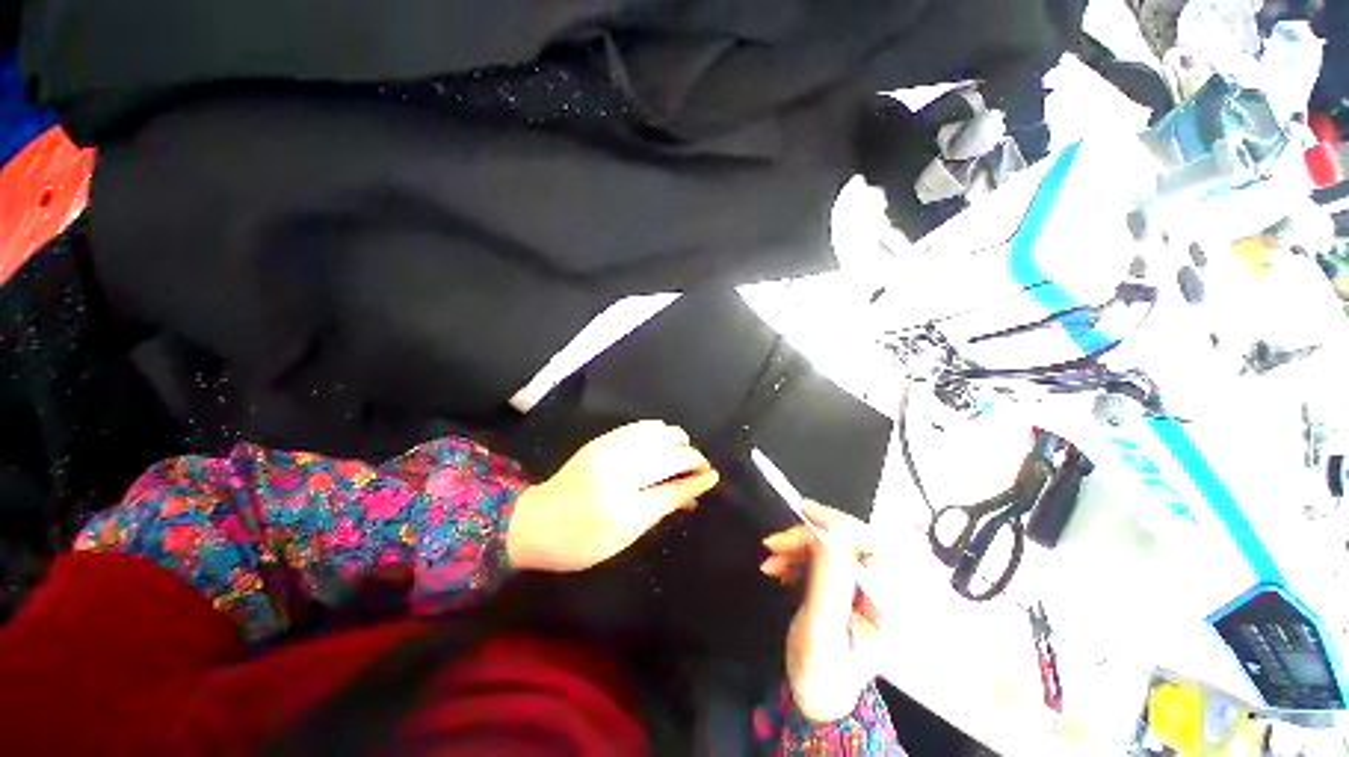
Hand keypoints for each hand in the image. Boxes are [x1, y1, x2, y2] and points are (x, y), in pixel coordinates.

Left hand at [506, 420, 719, 572]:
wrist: (535, 521)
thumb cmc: (579, 542)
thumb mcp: (622, 539)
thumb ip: (660, 511)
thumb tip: (692, 493)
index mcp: (624, 509)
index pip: (674, 488)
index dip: (697, 480)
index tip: (713, 476)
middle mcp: (620, 474)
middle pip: (671, 456)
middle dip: (693, 458)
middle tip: (700, 467)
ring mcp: (609, 452)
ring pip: (659, 435)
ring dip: (678, 441)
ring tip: (683, 452)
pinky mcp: (602, 440)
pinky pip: (640, 426)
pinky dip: (659, 430)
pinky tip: (665, 437)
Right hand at [761, 502, 883, 723]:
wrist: (814, 696)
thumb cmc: (822, 672)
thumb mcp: (823, 628)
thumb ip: (829, 579)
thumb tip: (831, 529)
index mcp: (888, 601)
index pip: (872, 545)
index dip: (839, 524)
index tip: (805, 512)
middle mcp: (878, 588)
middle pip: (845, 541)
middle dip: (806, 538)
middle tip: (774, 543)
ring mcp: (858, 586)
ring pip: (827, 546)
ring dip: (795, 547)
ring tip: (770, 561)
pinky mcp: (840, 585)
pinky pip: (818, 556)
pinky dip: (794, 556)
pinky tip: (777, 568)